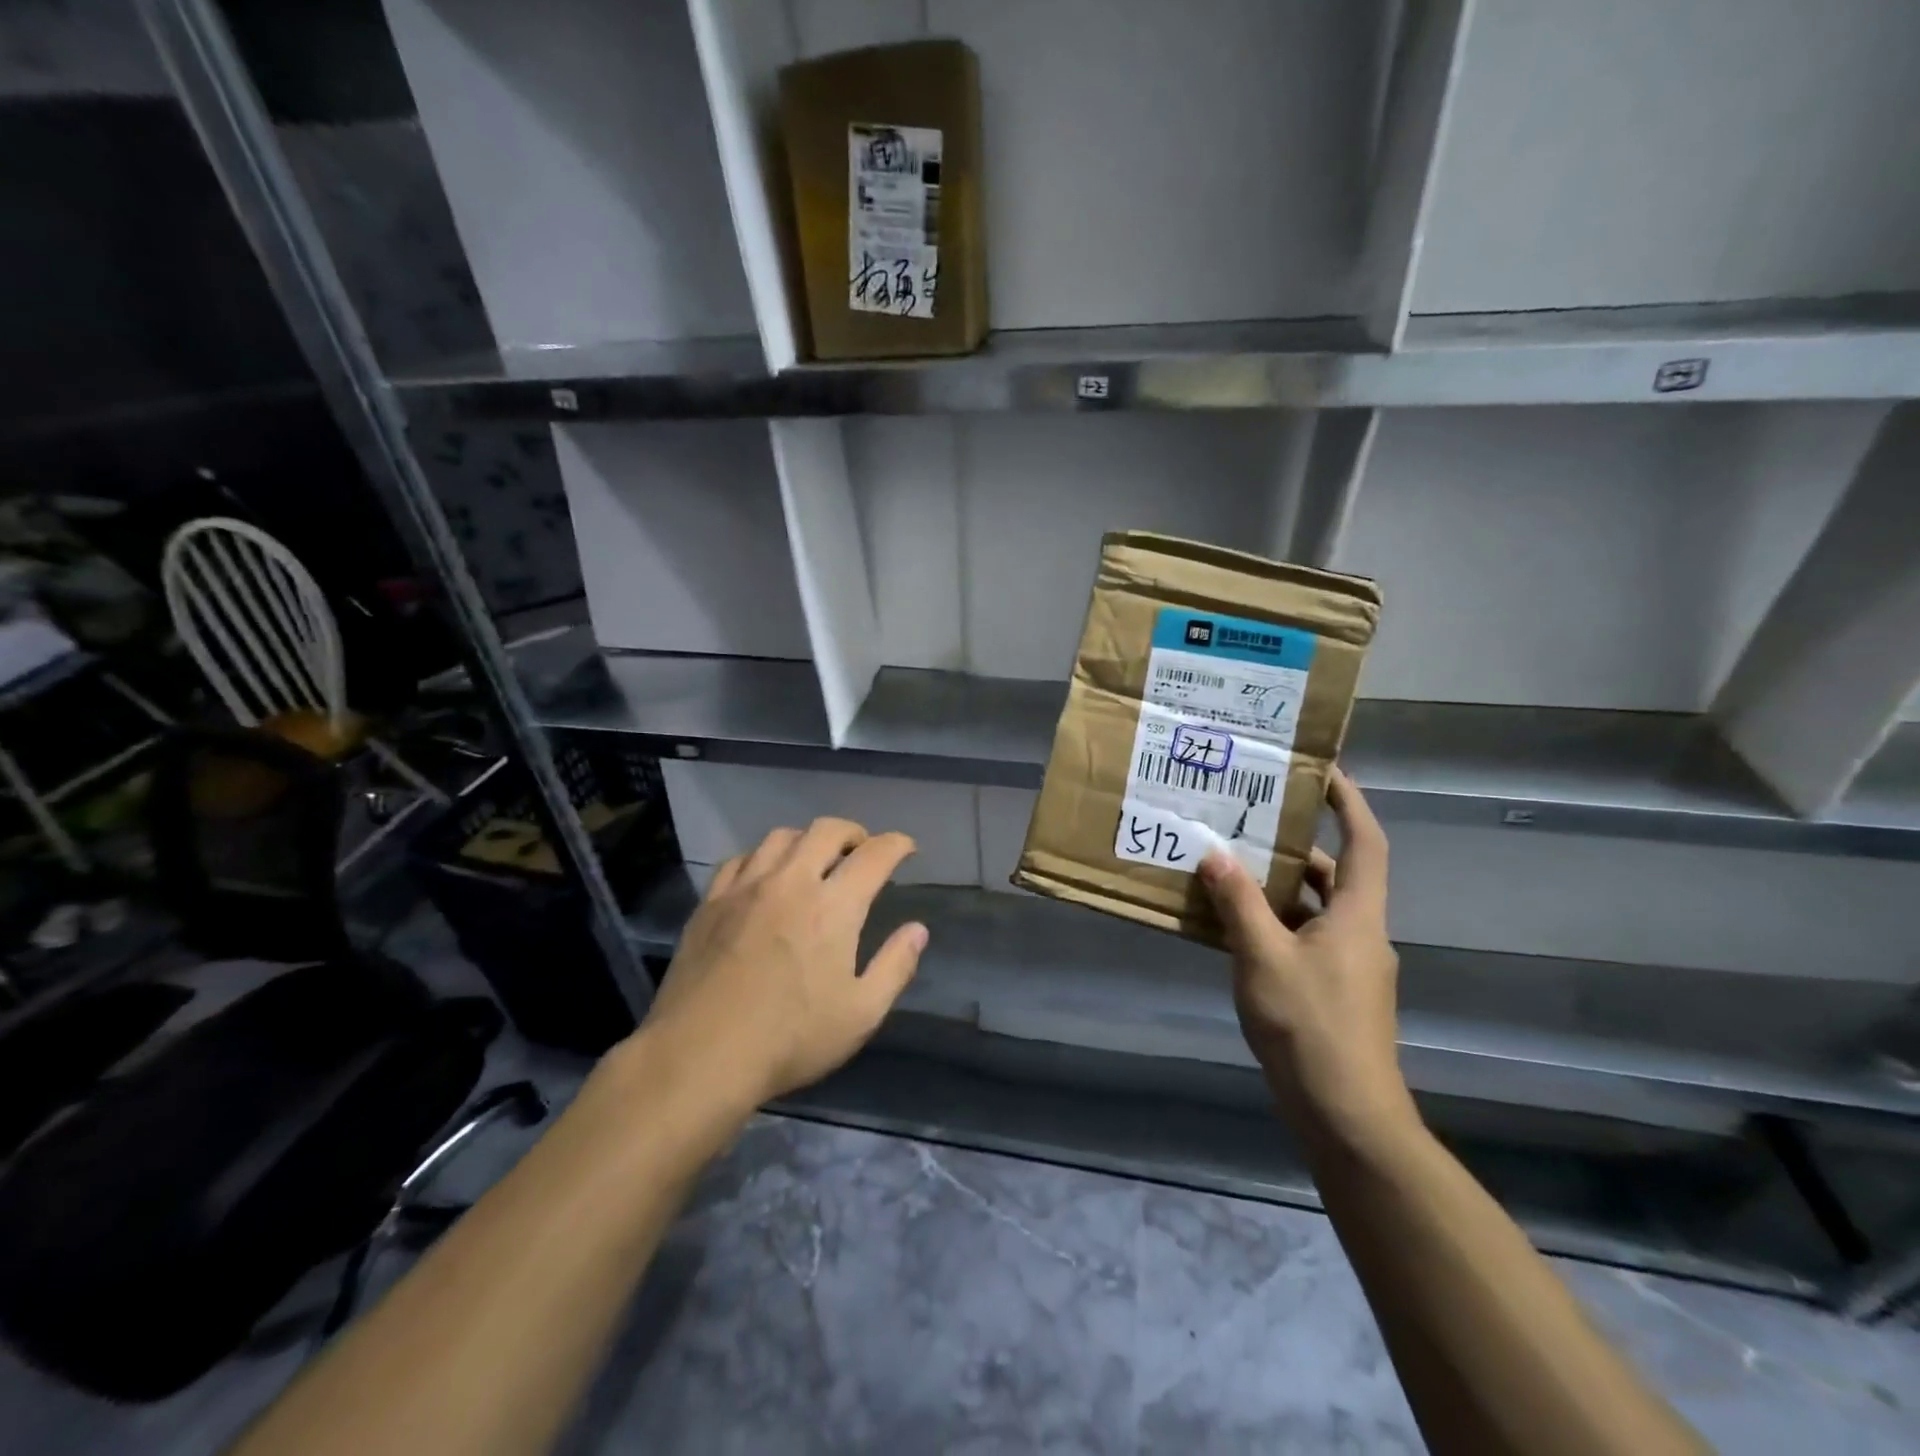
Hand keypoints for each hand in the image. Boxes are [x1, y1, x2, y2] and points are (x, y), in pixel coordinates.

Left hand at [640, 819, 926, 1108]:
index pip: (874, 855)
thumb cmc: (790, 1039)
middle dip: (854, 832)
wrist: (699, 1057)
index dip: (897, 845)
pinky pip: (741, 859)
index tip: (907, 848)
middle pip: (826, 831)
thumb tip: (918, 929)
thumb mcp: (861, 1014)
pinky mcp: (711, 902)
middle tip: (863, 850)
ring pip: (781, 837)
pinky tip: (765, 877)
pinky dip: (763, 857)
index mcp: (833, 907)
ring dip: (808, 840)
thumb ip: (895, 966)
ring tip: (815, 860)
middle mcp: (791, 882)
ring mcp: (745, 888)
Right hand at [1199, 768, 1414, 1147]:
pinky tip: (1233, 927)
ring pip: (1315, 909)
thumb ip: (1238, 903)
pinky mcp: (1333, 992)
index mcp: (1357, 916)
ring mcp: (1349, 966)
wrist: (1346, 1114)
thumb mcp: (1263, 956)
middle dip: (1297, 845)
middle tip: (1252, 819)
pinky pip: (1303, 938)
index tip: (1321, 772)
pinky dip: (1274, 924)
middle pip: (1335, 873)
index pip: (1365, 842)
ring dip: (1279, 887)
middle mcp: (1360, 933)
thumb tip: (1215, 855)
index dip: (1349, 802)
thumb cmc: (1309, 1025)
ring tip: (1230, 866)